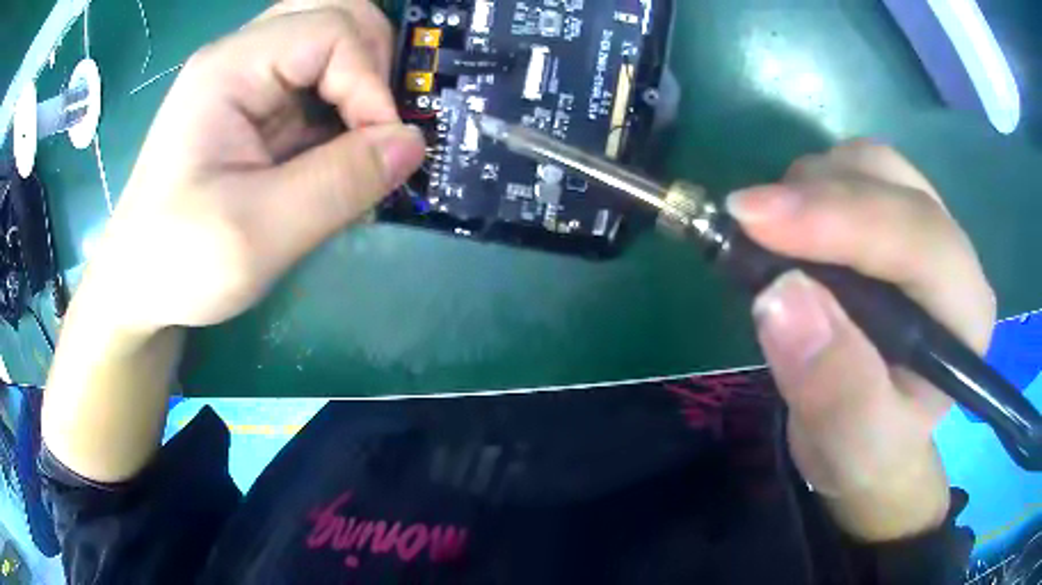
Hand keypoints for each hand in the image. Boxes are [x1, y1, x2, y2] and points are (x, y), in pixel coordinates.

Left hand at [80, 0, 424, 332]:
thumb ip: (339, 184)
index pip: (331, 30)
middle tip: (378, 125)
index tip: (384, 149)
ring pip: (330, 37)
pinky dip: (344, 102)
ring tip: (363, 133)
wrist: (138, 284)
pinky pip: (317, 77)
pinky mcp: (252, 105)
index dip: (372, 81)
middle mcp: (240, 56)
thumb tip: (414, 143)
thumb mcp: (258, 235)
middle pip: (335, 13)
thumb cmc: (179, 261)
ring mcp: (245, 77)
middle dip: (374, 62)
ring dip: (362, 77)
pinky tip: (338, 146)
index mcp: (229, 68)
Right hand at [728, 142, 994, 541]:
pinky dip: (811, 187)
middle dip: (817, 195)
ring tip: (771, 237)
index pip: (917, 237)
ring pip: (869, 165)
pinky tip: (790, 231)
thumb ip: (833, 387)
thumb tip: (780, 296)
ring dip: (811, 187)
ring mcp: (924, 227)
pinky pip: (852, 171)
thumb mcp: (851, 446)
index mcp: (965, 313)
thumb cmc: (868, 450)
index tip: (751, 218)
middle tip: (746, 225)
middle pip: (891, 183)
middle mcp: (954, 255)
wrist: (871, 440)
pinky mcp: (894, 218)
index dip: (839, 218)